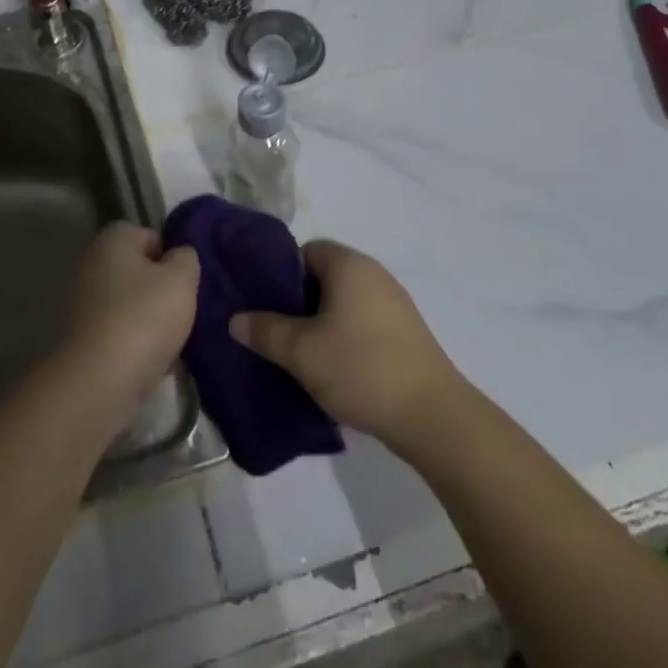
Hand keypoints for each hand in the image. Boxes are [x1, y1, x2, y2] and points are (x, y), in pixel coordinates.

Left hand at [62, 221, 199, 412]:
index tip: (187, 280)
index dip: (172, 255)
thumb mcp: (181, 279)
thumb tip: (179, 255)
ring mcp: (83, 302)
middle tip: (185, 309)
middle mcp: (92, 263)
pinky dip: (136, 342)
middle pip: (138, 270)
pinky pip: (119, 331)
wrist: (99, 381)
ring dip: (151, 318)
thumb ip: (186, 258)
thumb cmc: (144, 317)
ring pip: (130, 303)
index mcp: (112, 239)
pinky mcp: (82, 337)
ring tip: (174, 339)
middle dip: (162, 288)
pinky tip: (155, 360)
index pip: (149, 235)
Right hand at [230, 241, 459, 447]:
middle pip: (322, 276)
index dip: (279, 274)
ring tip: (297, 354)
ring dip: (319, 323)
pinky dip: (342, 336)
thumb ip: (265, 330)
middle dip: (296, 302)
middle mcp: (373, 273)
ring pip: (342, 302)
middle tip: (272, 331)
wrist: (432, 416)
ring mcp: (393, 302)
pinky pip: (361, 321)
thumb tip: (236, 318)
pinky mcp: (404, 332)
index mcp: (348, 264)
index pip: (304, 251)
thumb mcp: (301, 351)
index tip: (262, 303)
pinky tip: (331, 368)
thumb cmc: (361, 368)